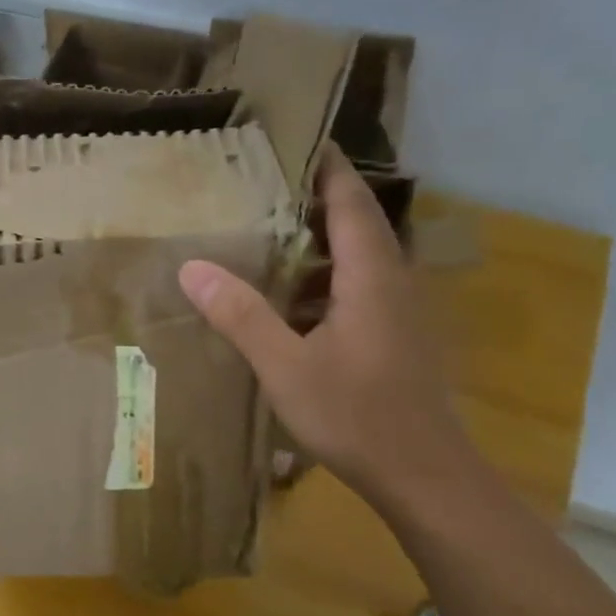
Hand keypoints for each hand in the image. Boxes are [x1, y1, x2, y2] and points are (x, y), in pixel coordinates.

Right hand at [178, 150, 476, 512]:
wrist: (424, 476)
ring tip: (266, 234)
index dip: (327, 167)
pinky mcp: (396, 338)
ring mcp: (399, 313)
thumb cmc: (356, 415)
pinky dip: (324, 280)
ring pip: (358, 260)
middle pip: (357, 224)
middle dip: (316, 199)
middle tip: (263, 185)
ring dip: (318, 243)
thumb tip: (192, 267)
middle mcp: (393, 283)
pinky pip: (358, 289)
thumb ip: (241, 315)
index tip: (297, 139)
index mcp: (371, 277)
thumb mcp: (285, 366)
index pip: (352, 202)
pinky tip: (288, 300)